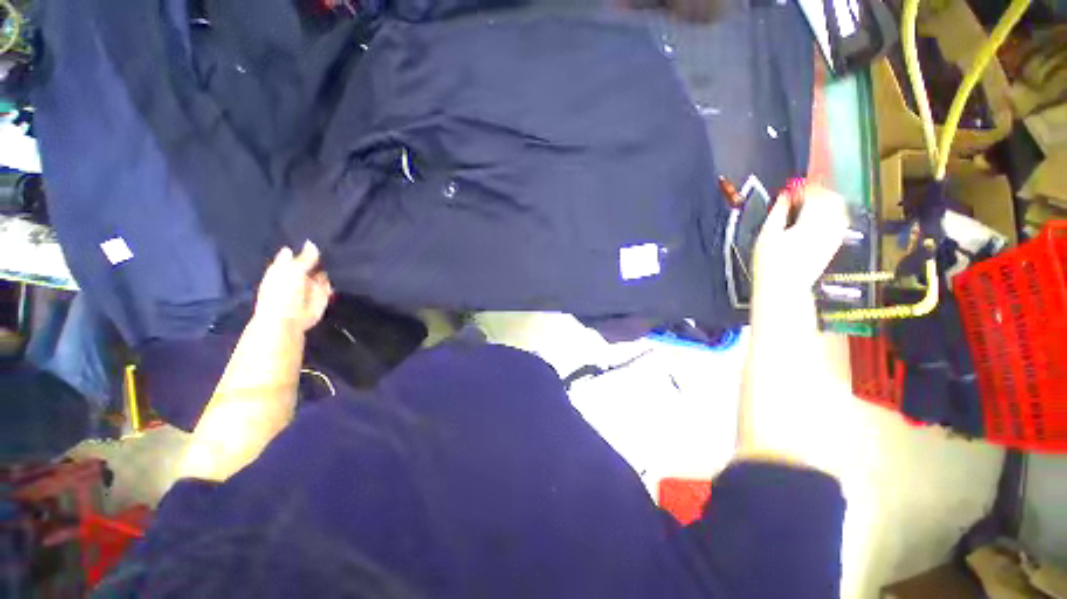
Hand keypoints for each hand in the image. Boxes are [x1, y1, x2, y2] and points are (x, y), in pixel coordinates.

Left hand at [254, 241, 332, 332]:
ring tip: (341, 254)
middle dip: (319, 256)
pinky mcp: (323, 294)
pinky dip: (335, 279)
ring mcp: (311, 285)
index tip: (316, 235)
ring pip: (322, 272)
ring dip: (329, 267)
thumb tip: (312, 242)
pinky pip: (330, 283)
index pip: (294, 254)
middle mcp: (298, 275)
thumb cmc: (282, 293)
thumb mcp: (292, 270)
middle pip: (310, 262)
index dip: (302, 247)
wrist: (288, 320)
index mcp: (284, 268)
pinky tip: (344, 269)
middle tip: (332, 243)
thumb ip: (305, 257)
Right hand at [752, 183, 848, 300]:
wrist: (784, 288)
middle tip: (801, 193)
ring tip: (810, 203)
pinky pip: (841, 221)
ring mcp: (834, 236)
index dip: (804, 187)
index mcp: (810, 222)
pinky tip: (819, 217)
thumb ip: (777, 213)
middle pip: (833, 199)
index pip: (815, 195)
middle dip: (818, 192)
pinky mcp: (834, 244)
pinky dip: (832, 213)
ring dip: (827, 201)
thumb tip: (784, 196)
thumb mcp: (766, 236)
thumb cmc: (770, 263)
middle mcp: (828, 226)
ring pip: (840, 209)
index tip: (792, 187)